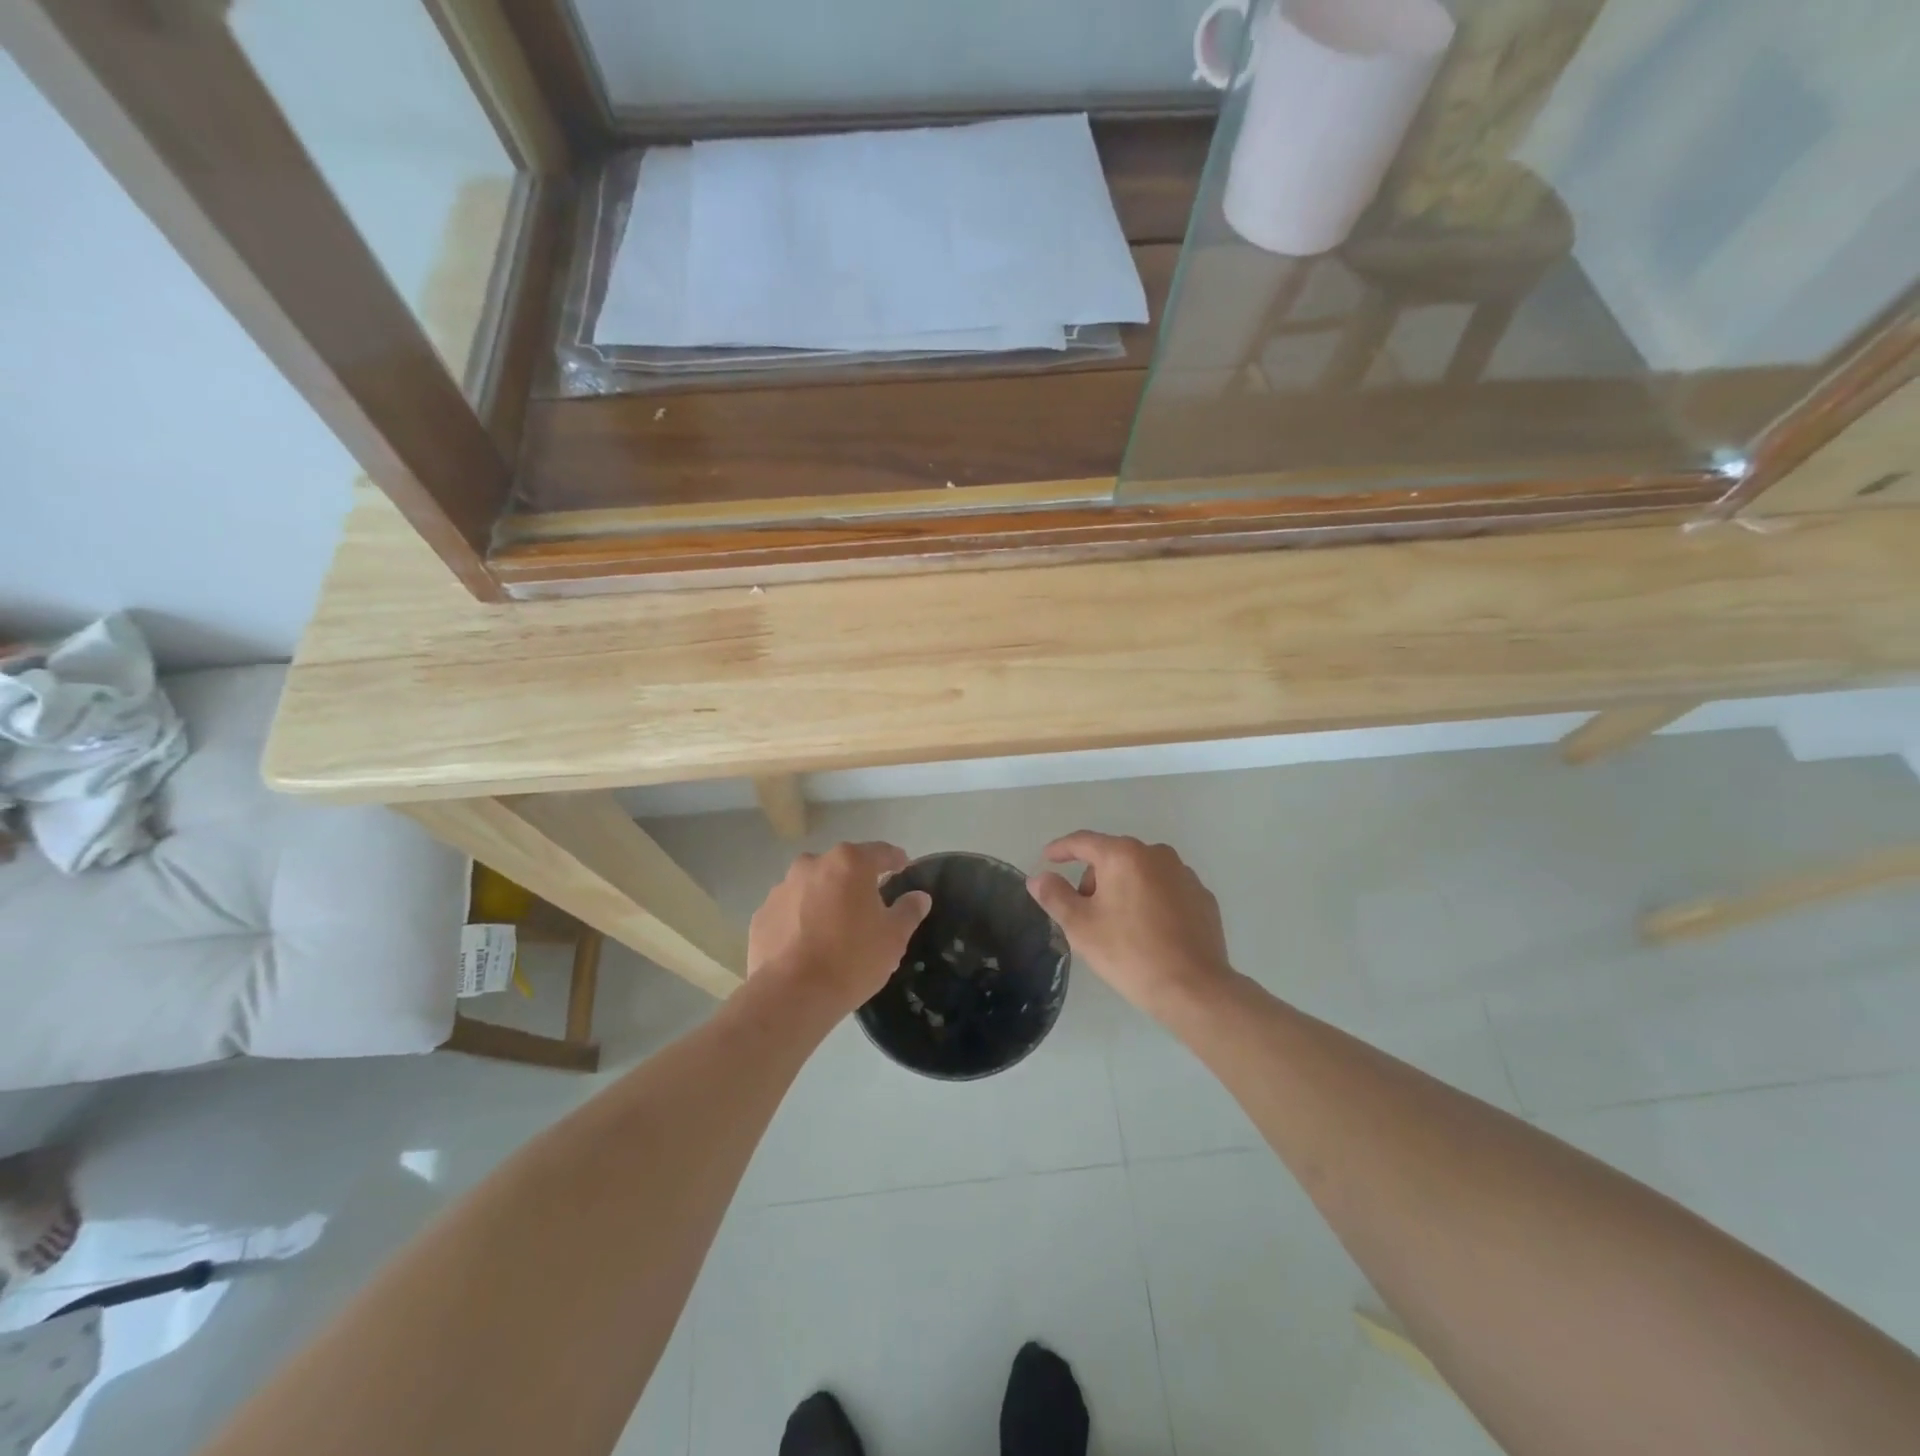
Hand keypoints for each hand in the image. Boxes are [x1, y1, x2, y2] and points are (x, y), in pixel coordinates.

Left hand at [748, 842, 931, 1014]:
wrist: (792, 995)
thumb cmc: (852, 959)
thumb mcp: (893, 937)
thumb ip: (909, 910)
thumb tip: (919, 897)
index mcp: (849, 863)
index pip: (880, 852)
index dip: (895, 860)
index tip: (903, 868)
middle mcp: (812, 865)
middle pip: (842, 867)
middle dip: (856, 881)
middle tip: (868, 906)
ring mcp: (782, 888)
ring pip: (812, 887)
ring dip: (825, 899)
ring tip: (834, 929)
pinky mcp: (761, 914)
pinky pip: (789, 910)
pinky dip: (800, 919)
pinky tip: (807, 945)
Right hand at [1027, 832, 1232, 1016]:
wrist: (1194, 989)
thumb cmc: (1129, 953)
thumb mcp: (1080, 926)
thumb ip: (1055, 896)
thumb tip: (1039, 878)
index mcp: (1123, 855)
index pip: (1083, 842)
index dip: (1061, 849)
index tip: (1047, 858)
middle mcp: (1157, 855)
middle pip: (1113, 857)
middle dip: (1094, 877)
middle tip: (1084, 912)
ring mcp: (1184, 875)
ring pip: (1141, 872)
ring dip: (1124, 888)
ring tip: (1118, 925)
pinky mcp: (1203, 897)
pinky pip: (1165, 889)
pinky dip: (1151, 900)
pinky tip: (1149, 931)